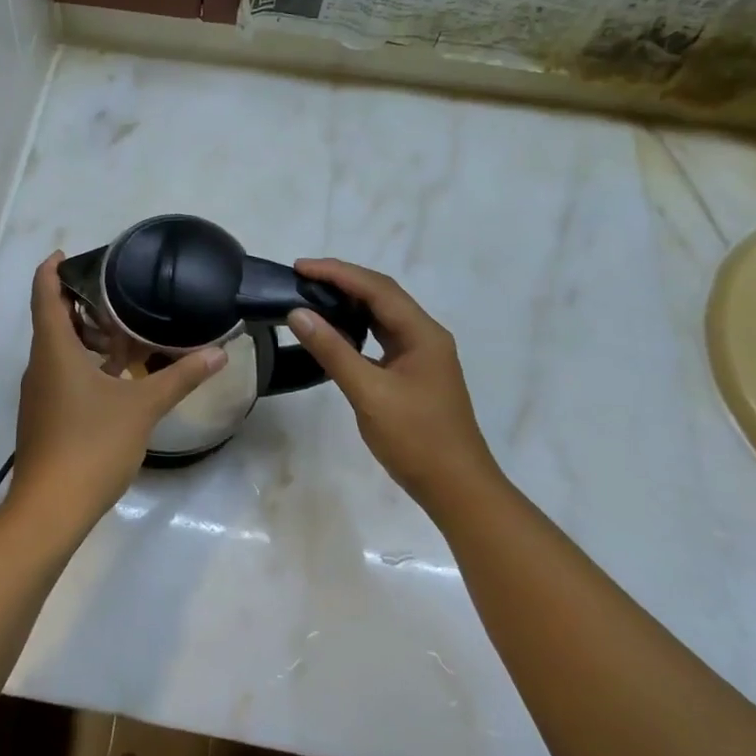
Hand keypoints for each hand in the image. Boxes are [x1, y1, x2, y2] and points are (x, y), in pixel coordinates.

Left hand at [6, 253, 225, 543]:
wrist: (51, 508)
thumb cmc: (92, 445)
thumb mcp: (142, 407)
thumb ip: (180, 377)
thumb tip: (218, 352)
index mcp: (54, 350)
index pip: (44, 295)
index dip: (52, 269)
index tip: (69, 253)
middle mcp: (40, 365)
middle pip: (52, 320)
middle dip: (81, 303)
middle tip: (118, 291)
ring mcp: (39, 393)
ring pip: (58, 350)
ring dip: (86, 337)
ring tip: (125, 332)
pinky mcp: (44, 416)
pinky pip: (61, 374)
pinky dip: (85, 364)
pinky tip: (117, 377)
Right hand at [288, 259, 498, 506]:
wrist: (457, 489)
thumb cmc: (416, 439)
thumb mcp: (369, 393)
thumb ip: (333, 351)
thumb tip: (298, 313)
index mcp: (422, 333)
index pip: (376, 288)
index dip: (337, 273)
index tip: (300, 267)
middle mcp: (425, 336)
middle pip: (382, 295)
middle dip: (342, 281)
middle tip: (301, 277)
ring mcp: (421, 355)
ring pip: (382, 315)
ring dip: (349, 302)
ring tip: (313, 296)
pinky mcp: (413, 373)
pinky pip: (382, 337)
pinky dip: (356, 327)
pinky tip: (335, 332)